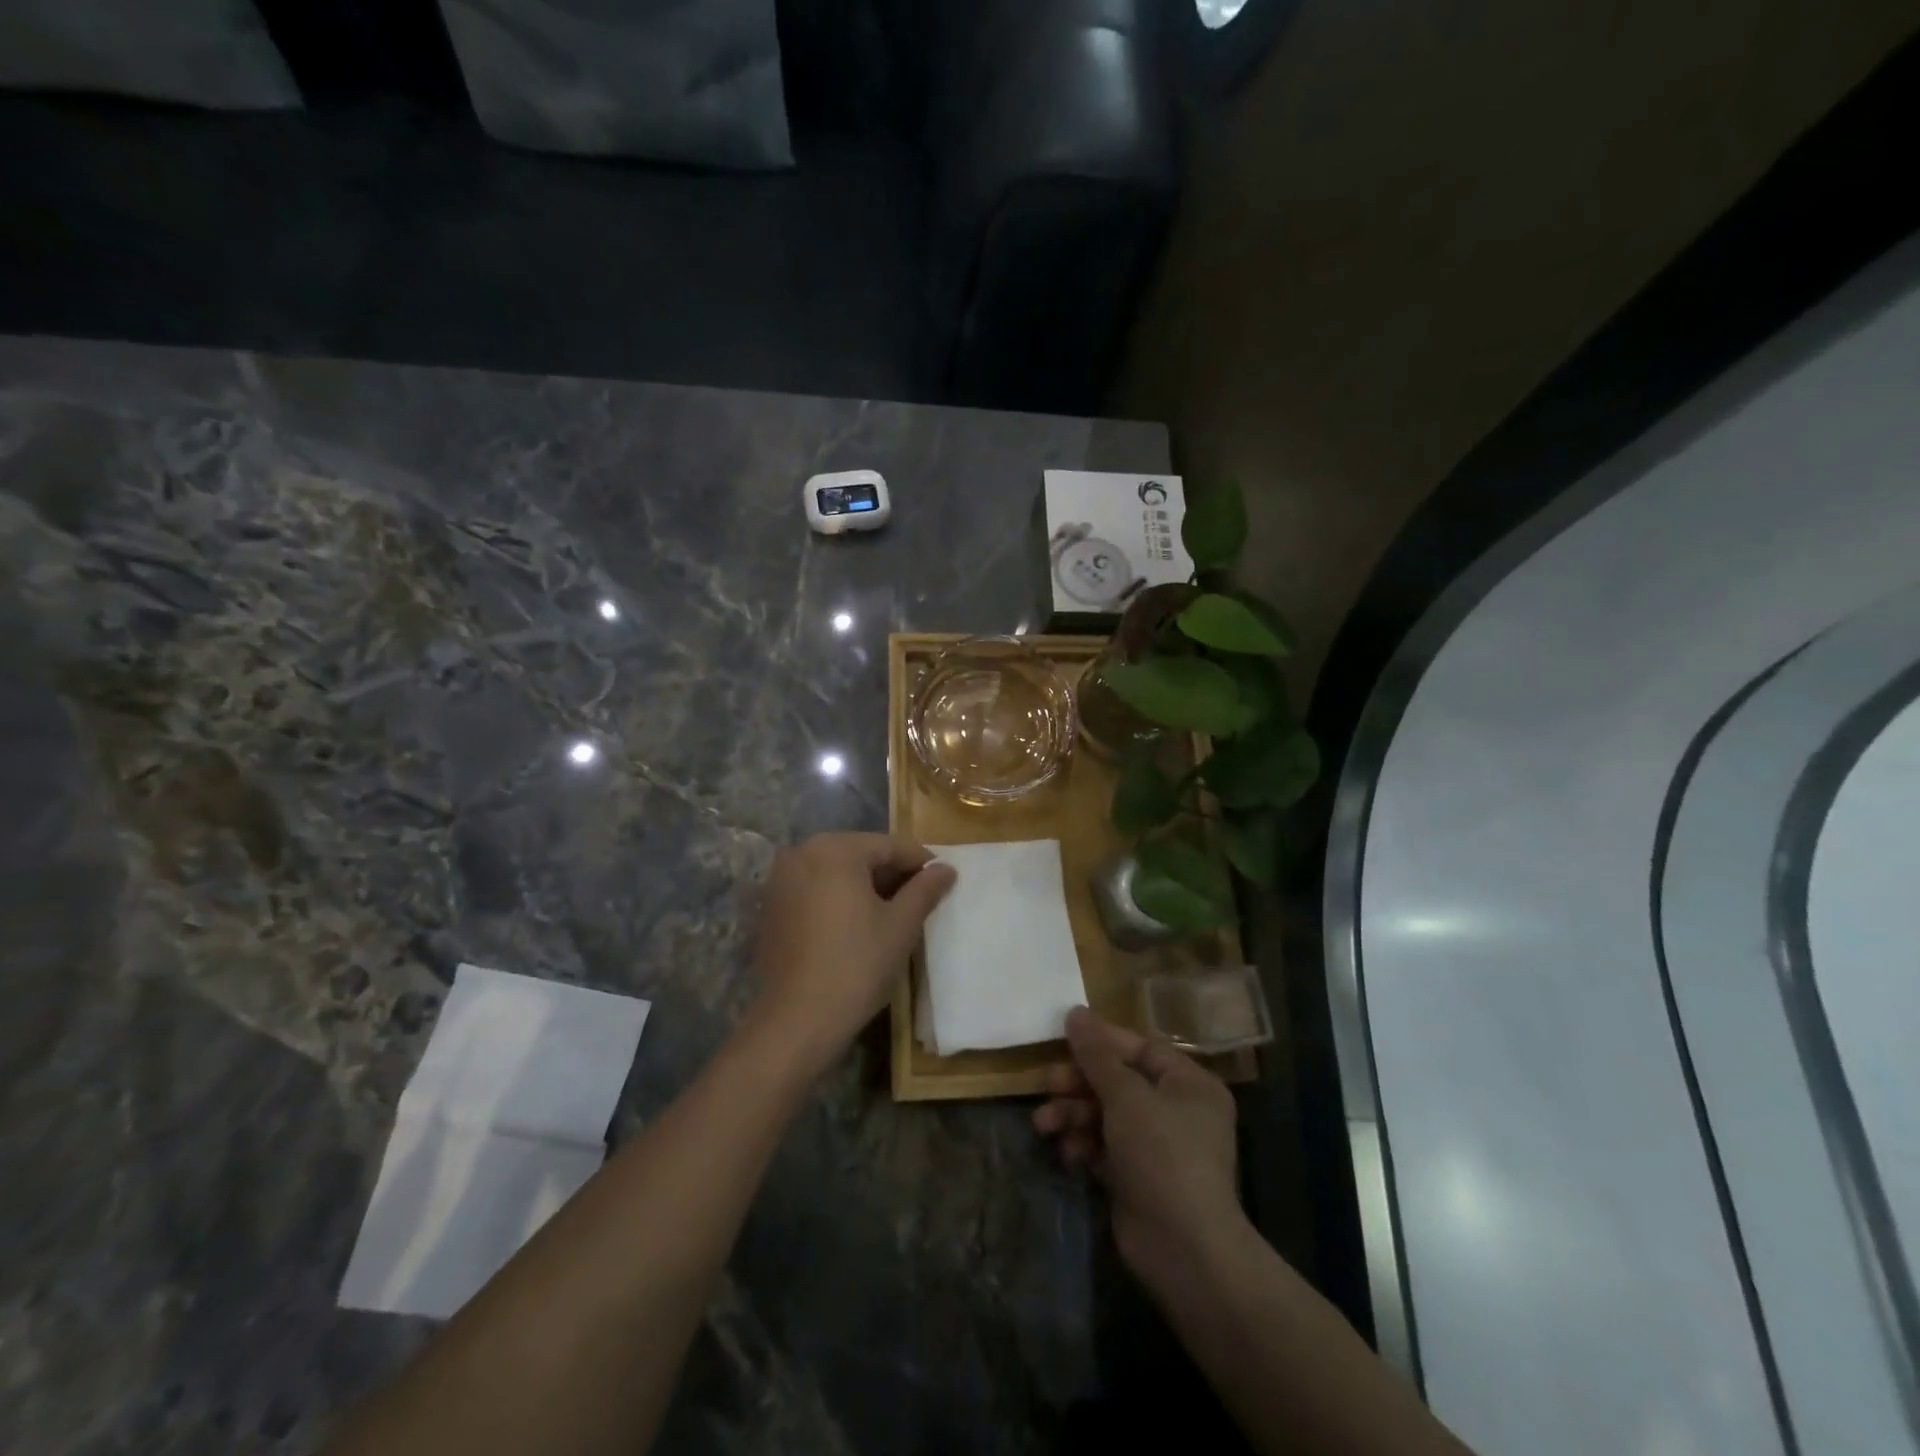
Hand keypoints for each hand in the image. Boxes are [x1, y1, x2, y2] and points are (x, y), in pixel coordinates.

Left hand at [750, 833, 955, 1069]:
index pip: (888, 846)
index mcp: (834, 849)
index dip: (920, 862)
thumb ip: (925, 889)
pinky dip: (839, 898)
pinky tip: (858, 924)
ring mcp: (781, 880)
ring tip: (894, 912)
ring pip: (836, 872)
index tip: (944, 879)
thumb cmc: (857, 965)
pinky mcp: (772, 907)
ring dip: (866, 886)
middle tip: (921, 898)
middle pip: (860, 855)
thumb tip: (946, 869)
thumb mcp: (901, 925)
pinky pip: (815, 890)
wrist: (797, 1021)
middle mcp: (802, 853)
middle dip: (892, 873)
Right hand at [1034, 1008, 1243, 1293]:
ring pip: (1106, 1115)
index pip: (1139, 1048)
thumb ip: (1097, 1054)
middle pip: (1118, 1081)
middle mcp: (1177, 1111)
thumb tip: (1075, 1012)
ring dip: (1074, 1115)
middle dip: (1079, 1084)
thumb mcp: (1126, 1095)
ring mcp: (1157, 1147)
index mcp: (1188, 1084)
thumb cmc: (1161, 1155)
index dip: (1100, 1041)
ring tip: (1044, 1124)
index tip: (1061, 1037)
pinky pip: (1104, 1147)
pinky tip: (1067, 1152)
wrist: (1184, 1250)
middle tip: (1046, 1084)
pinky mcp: (1138, 1178)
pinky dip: (1084, 1145)